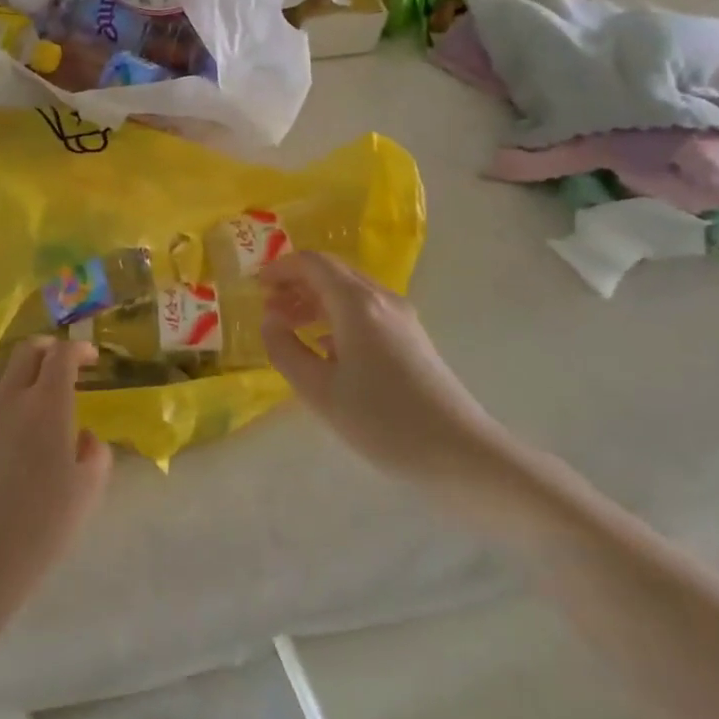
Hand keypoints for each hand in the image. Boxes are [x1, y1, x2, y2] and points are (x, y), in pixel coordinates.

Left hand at [0, 338, 110, 599]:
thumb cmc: (41, 525)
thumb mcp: (87, 492)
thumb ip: (95, 454)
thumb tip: (84, 436)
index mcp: (47, 405)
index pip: (62, 356)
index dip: (78, 350)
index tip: (90, 358)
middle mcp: (10, 397)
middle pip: (27, 350)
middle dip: (48, 348)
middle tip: (61, 363)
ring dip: (17, 364)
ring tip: (28, 382)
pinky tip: (5, 422)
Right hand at [259, 252, 525, 517]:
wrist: (462, 456)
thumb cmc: (384, 421)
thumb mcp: (320, 391)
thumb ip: (285, 350)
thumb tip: (270, 321)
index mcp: (357, 303)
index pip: (312, 263)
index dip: (280, 268)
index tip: (255, 287)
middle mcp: (380, 299)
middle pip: (331, 273)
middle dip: (296, 284)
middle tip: (268, 310)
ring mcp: (401, 318)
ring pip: (348, 292)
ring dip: (315, 301)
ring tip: (289, 328)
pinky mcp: (412, 339)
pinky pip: (365, 312)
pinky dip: (336, 318)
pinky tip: (324, 350)